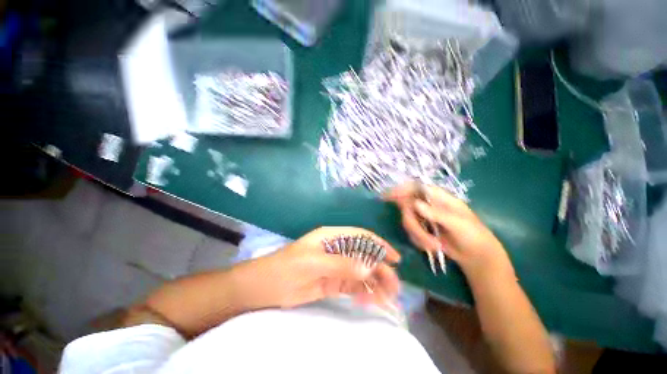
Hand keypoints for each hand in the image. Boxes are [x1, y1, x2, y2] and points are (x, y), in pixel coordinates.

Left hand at [246, 227, 400, 308]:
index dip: (379, 245)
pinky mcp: (332, 283)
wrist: (264, 288)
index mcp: (332, 237)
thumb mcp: (312, 263)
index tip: (395, 259)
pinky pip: (353, 286)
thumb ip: (340, 265)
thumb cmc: (285, 268)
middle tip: (394, 286)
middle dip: (380, 268)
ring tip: (385, 298)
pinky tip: (368, 300)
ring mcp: (335, 267)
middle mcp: (337, 249)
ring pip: (361, 272)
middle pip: (364, 255)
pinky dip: (363, 292)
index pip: (360, 236)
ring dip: (374, 283)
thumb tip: (368, 269)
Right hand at [384, 183, 513, 279]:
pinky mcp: (421, 229)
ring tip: (433, 245)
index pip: (416, 187)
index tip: (388, 196)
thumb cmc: (473, 235)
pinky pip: (410, 232)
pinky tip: (432, 246)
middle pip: (407, 207)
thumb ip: (437, 213)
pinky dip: (419, 240)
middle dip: (413, 224)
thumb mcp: (458, 223)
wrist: (475, 255)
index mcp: (439, 197)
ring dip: (418, 235)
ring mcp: (423, 217)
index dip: (401, 189)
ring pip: (407, 221)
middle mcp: (428, 204)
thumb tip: (415, 204)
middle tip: (423, 238)